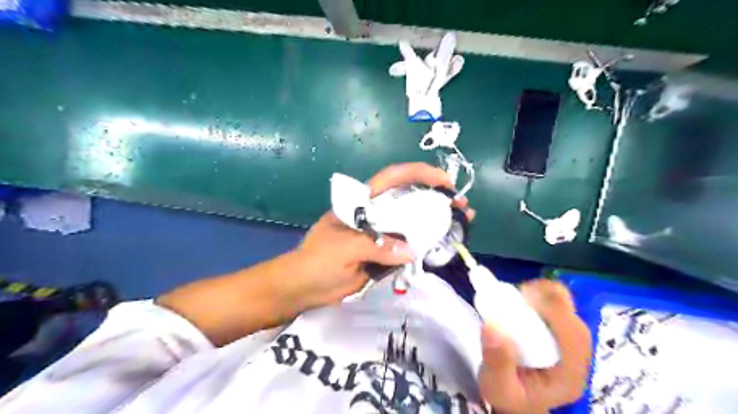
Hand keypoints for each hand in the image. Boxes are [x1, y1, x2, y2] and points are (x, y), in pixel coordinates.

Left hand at [288, 163, 471, 308]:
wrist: (302, 289)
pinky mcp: (384, 253)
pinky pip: (409, 247)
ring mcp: (381, 234)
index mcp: (362, 203)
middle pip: (409, 199)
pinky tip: (442, 246)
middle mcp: (375, 214)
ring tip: (462, 225)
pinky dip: (426, 245)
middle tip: (462, 206)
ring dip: (437, 222)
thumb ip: (374, 246)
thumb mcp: (342, 249)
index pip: (393, 178)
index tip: (444, 181)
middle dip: (437, 198)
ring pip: (412, 223)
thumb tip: (411, 249)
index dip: (419, 174)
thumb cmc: (315, 262)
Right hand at [479, 279, 591, 412]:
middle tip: (513, 296)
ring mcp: (570, 339)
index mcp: (570, 372)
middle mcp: (577, 353)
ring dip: (540, 293)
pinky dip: (537, 296)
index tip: (520, 296)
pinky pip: (554, 303)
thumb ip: (497, 362)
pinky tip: (519, 303)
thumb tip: (492, 326)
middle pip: (571, 313)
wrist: (520, 402)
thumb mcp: (498, 388)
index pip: (573, 332)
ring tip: (514, 298)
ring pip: (565, 304)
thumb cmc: (511, 396)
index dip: (551, 308)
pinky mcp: (559, 329)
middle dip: (543, 296)